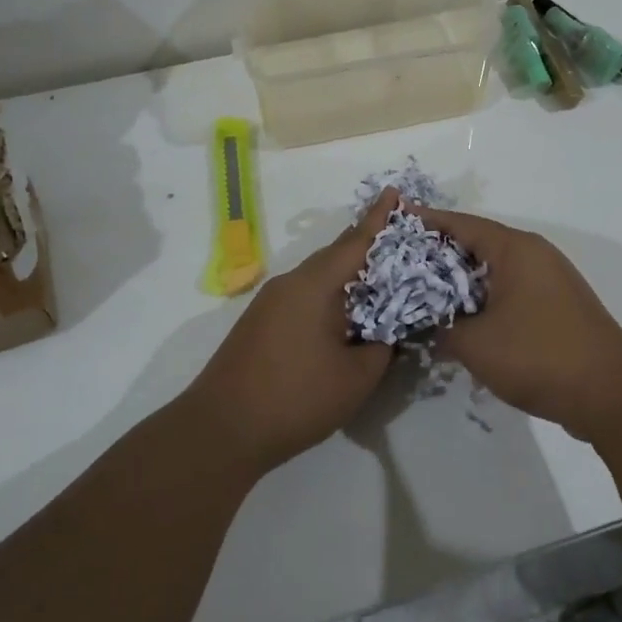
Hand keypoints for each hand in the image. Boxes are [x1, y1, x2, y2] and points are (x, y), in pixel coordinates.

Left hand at [185, 188, 400, 471]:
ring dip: (347, 276)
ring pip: (318, 278)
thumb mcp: (357, 376)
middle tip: (399, 243)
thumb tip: (387, 332)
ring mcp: (270, 303)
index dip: (379, 219)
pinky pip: (304, 296)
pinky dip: (329, 297)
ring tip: (379, 281)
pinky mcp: (260, 323)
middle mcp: (290, 283)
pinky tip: (344, 315)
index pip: (355, 242)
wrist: (222, 429)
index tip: (394, 192)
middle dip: (366, 246)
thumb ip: (382, 347)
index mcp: (314, 285)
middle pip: (335, 256)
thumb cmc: (296, 398)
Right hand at [416, 206, 621, 436]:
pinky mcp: (557, 306)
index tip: (396, 221)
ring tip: (426, 292)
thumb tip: (432, 326)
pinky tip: (464, 319)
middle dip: (440, 253)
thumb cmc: (538, 357)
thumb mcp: (475, 344)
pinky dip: (485, 298)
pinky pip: (511, 290)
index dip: (426, 222)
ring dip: (463, 280)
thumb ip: (443, 329)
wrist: (611, 394)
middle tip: (402, 264)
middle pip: (478, 243)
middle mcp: (535, 255)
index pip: (461, 223)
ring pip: (495, 270)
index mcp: (515, 250)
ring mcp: (550, 280)